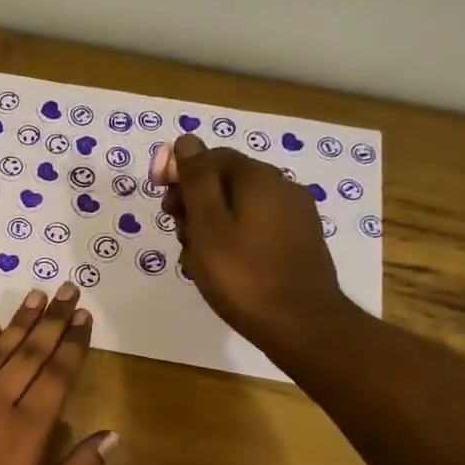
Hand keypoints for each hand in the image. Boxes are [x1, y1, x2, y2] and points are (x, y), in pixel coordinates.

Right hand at [162, 134, 350, 355]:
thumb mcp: (208, 226)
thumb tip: (187, 140)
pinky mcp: (299, 241)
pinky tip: (222, 268)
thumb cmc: (243, 276)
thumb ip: (196, 181)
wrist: (301, 324)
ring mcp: (294, 215)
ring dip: (210, 226)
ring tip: (196, 260)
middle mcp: (282, 187)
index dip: (181, 175)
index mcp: (258, 178)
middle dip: (195, 204)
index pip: (211, 157)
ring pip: (239, 208)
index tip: (163, 205)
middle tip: (178, 236)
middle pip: (225, 182)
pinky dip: (233, 240)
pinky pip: (255, 228)